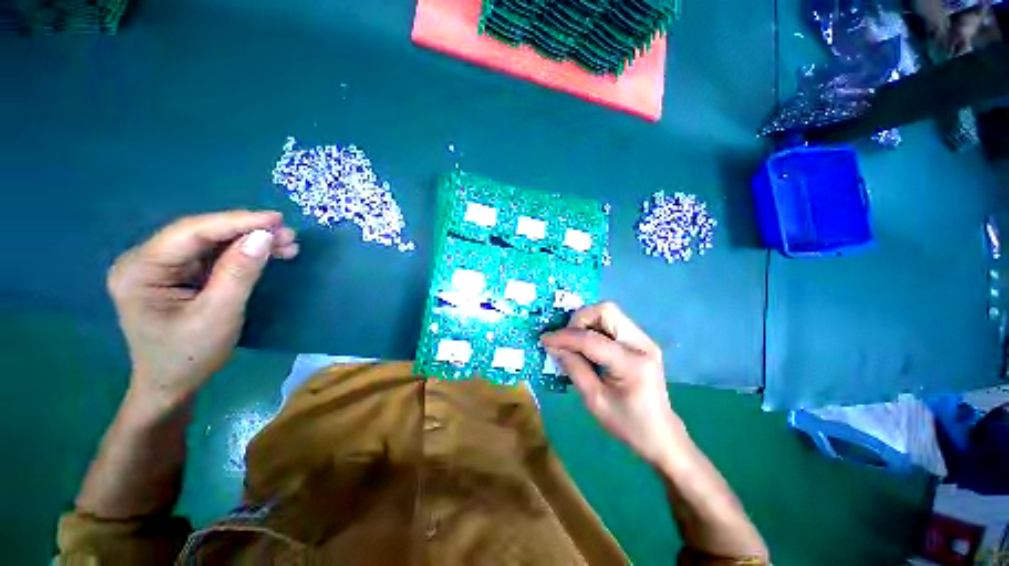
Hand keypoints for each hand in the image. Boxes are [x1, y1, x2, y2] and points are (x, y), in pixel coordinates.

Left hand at [107, 210, 298, 413]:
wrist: (171, 385)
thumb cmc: (189, 356)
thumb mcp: (218, 315)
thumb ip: (239, 273)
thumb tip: (264, 236)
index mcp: (140, 270)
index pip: (190, 233)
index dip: (236, 222)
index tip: (277, 219)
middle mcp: (145, 260)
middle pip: (201, 235)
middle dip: (248, 232)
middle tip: (289, 235)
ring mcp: (160, 266)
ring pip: (211, 243)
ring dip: (250, 242)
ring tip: (287, 244)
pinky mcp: (177, 274)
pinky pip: (213, 256)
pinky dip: (243, 254)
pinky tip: (268, 254)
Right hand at [541, 302, 686, 466]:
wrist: (661, 433)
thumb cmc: (627, 423)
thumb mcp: (594, 400)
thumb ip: (573, 368)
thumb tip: (553, 346)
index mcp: (632, 365)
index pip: (591, 340)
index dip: (564, 337)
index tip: (545, 339)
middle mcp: (642, 344)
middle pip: (606, 310)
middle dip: (579, 319)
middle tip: (566, 338)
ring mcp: (644, 339)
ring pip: (609, 311)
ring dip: (586, 321)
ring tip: (574, 340)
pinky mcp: (641, 340)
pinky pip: (613, 321)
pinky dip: (595, 326)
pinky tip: (587, 343)